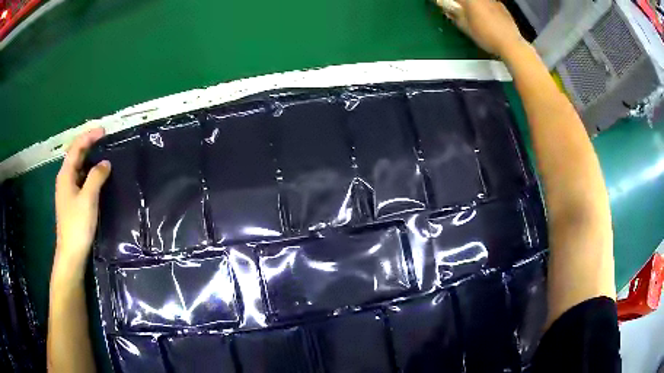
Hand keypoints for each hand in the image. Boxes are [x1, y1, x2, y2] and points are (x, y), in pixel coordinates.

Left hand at [54, 128, 110, 274]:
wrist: (71, 252)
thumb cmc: (77, 224)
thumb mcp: (88, 198)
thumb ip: (96, 177)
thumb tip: (105, 162)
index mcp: (66, 175)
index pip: (76, 148)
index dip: (89, 136)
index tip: (103, 130)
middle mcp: (65, 179)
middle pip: (76, 155)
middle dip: (88, 145)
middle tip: (104, 139)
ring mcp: (67, 191)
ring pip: (78, 168)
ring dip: (89, 158)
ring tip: (103, 154)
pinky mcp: (72, 201)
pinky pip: (80, 179)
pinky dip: (89, 172)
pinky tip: (97, 176)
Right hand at [437, 0, 527, 58]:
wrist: (511, 44)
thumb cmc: (487, 36)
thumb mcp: (466, 27)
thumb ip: (455, 15)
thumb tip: (448, 9)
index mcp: (470, 0)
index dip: (446, 2)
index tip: (443, 5)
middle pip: (468, 0)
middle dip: (461, 4)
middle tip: (457, 10)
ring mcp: (492, 1)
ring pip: (479, 2)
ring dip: (473, 5)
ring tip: (472, 14)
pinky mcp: (501, 6)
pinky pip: (488, 3)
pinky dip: (484, 7)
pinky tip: (486, 16)